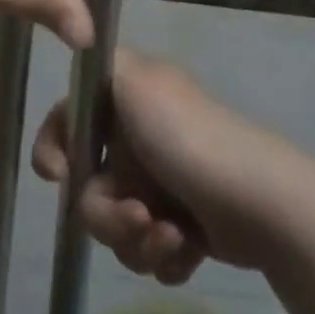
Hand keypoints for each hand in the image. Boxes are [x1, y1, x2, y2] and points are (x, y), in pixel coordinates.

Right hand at [32, 49, 284, 283]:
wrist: (261, 203)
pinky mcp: (181, 227)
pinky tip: (188, 250)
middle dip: (107, 212)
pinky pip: (145, 251)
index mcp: (125, 101)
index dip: (53, 148)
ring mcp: (159, 185)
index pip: (68, 120)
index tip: (60, 176)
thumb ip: (100, 64)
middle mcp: (137, 139)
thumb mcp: (135, 80)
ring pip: (113, 226)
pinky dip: (162, 256)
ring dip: (136, 239)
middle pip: (88, 187)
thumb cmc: (189, 138)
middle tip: (139, 215)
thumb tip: (83, 57)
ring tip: (173, 238)